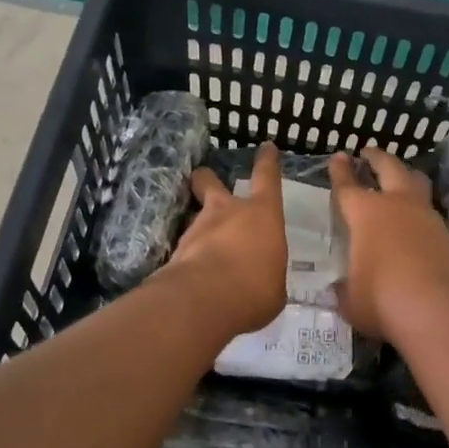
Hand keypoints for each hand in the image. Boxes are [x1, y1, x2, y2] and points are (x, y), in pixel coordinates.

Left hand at [164, 142, 288, 338]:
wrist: (204, 300)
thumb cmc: (255, 289)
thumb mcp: (274, 286)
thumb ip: (266, 275)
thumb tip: (261, 279)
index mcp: (262, 215)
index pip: (267, 177)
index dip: (267, 161)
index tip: (266, 147)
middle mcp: (227, 212)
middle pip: (210, 181)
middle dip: (206, 179)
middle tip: (202, 181)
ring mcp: (196, 228)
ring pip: (192, 214)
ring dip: (196, 224)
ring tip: (198, 243)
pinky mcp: (174, 250)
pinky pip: (183, 246)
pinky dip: (186, 255)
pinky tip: (189, 271)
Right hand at [328, 146, 448, 340]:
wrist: (435, 311)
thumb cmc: (381, 300)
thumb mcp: (350, 299)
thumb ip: (344, 289)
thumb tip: (340, 288)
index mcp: (365, 214)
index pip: (347, 186)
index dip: (340, 171)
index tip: (338, 156)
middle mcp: (397, 205)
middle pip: (388, 167)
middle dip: (377, 157)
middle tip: (369, 152)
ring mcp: (426, 217)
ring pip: (416, 183)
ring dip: (405, 176)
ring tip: (400, 176)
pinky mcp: (447, 234)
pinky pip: (430, 211)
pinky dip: (420, 209)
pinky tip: (416, 220)